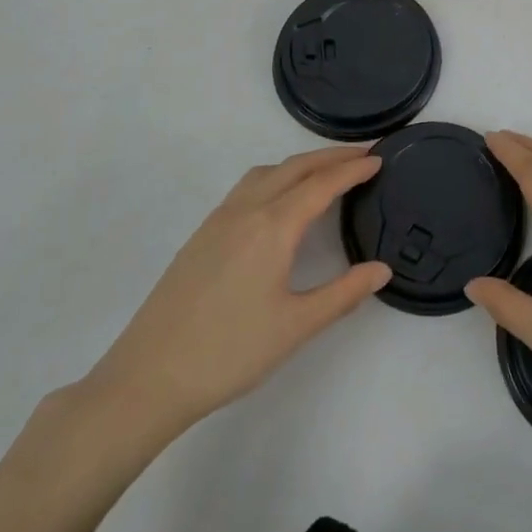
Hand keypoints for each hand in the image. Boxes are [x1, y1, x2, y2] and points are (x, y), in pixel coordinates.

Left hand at [71, 147, 389, 452]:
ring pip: (266, 173)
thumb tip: (382, 270)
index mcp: (273, 227)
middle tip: (362, 156)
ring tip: (325, 174)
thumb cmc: (229, 351)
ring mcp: (219, 220)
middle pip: (295, 167)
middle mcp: (246, 210)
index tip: (379, 159)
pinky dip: (275, 178)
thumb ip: (343, 294)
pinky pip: (247, 188)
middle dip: (330, 157)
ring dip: (300, 164)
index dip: (352, 169)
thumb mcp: (296, 326)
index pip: (321, 184)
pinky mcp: (202, 234)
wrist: (149, 375)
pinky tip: (279, 203)